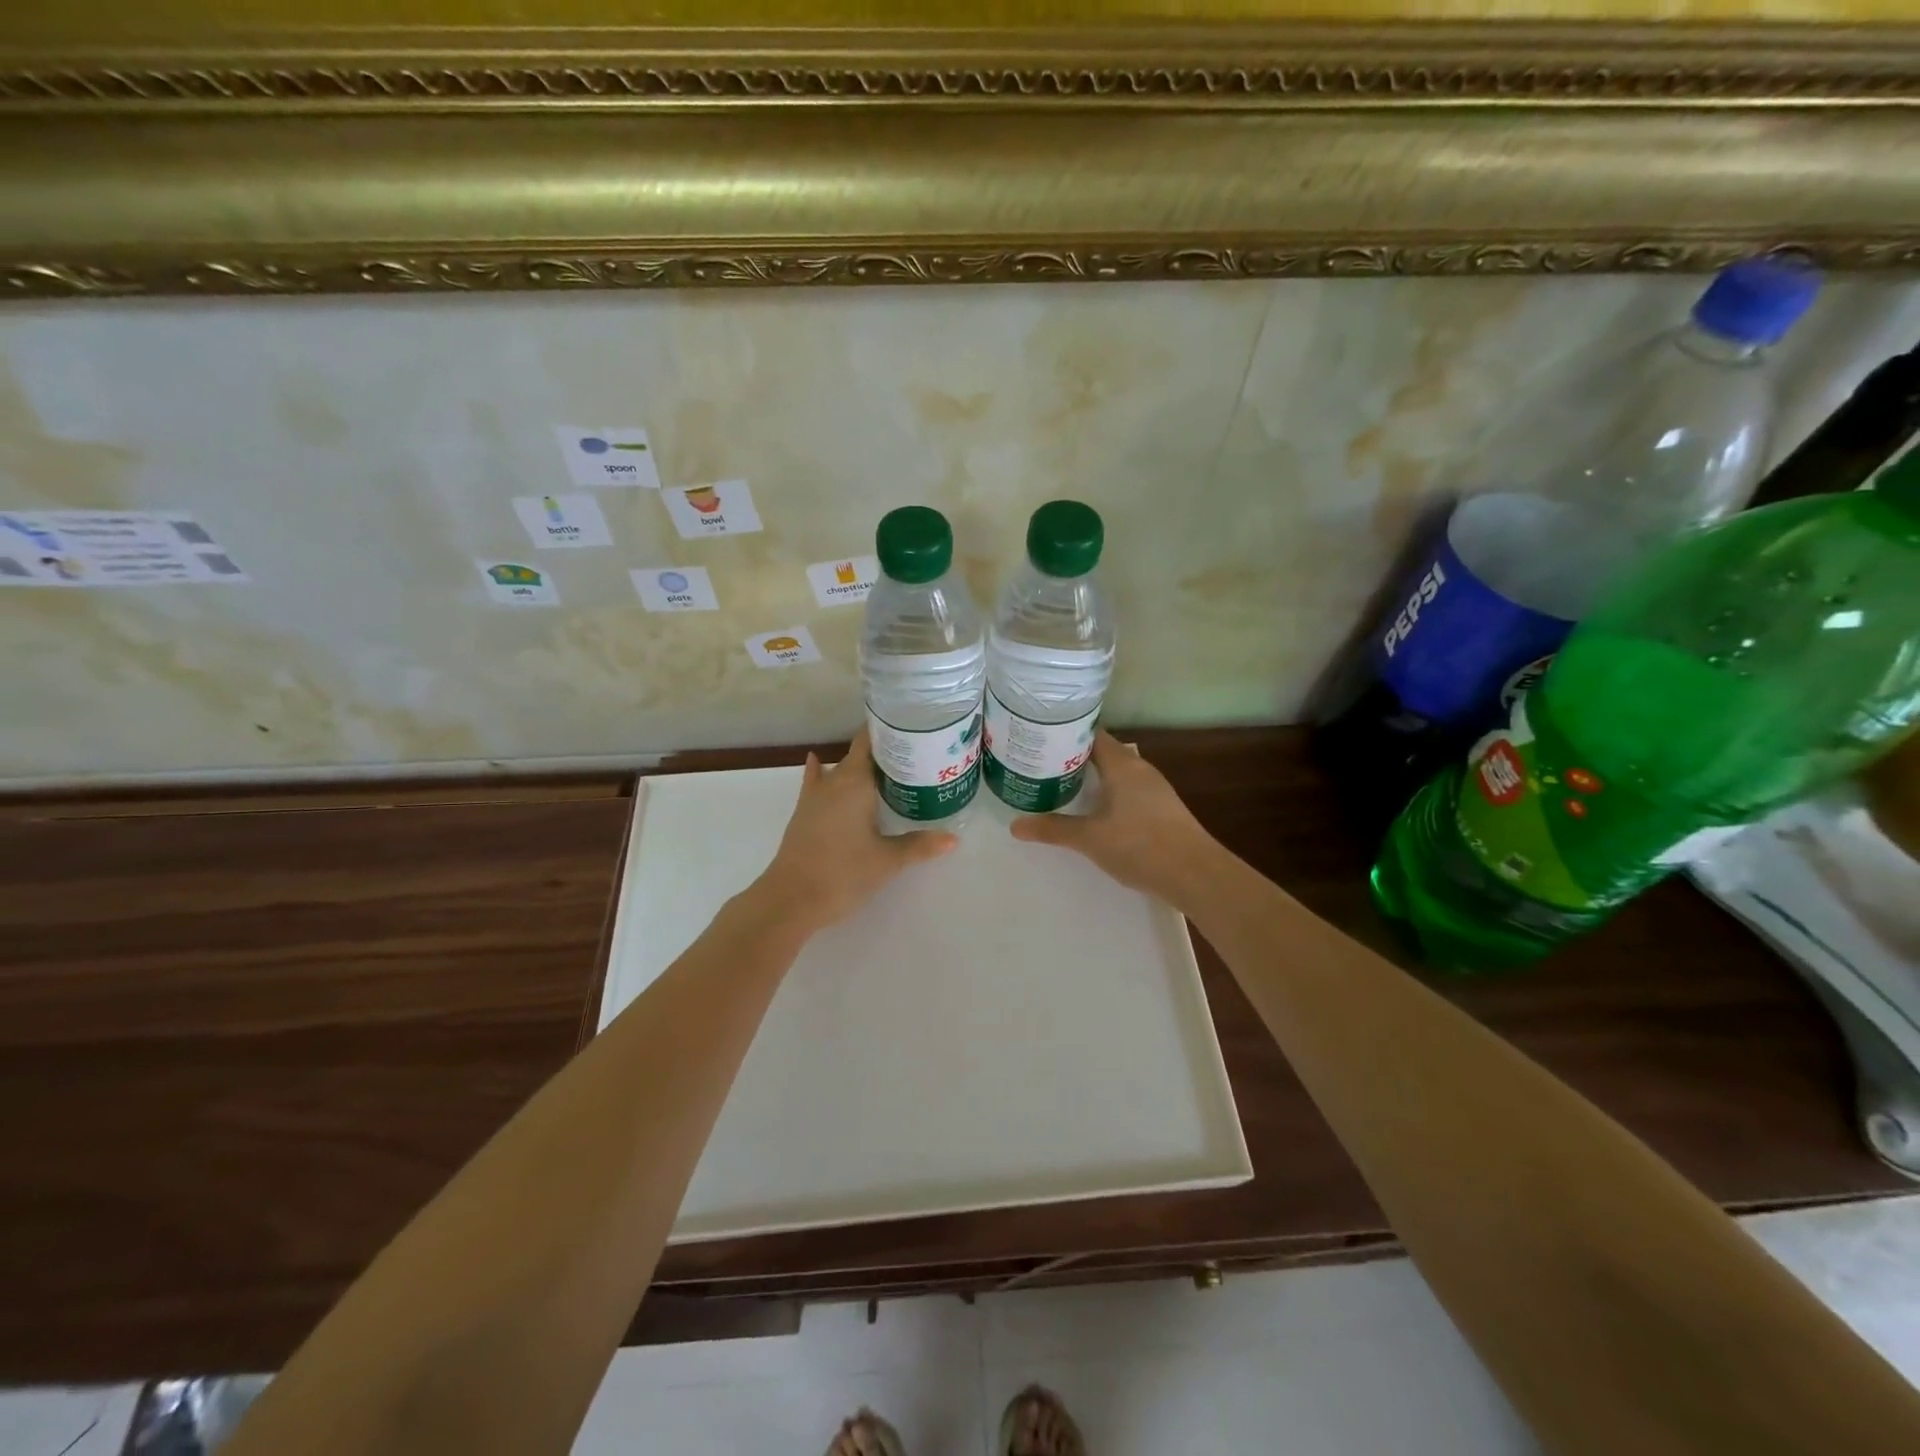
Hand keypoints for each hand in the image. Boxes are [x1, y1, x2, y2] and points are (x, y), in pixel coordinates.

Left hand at [750, 728, 957, 934]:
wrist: (790, 898)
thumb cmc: (843, 873)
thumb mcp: (887, 860)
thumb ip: (919, 845)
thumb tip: (953, 839)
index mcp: (856, 782)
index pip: (870, 741)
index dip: (889, 730)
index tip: (912, 726)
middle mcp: (834, 781)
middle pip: (859, 754)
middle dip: (883, 751)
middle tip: (914, 753)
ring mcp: (815, 796)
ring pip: (839, 769)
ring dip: (859, 765)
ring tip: (884, 765)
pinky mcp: (804, 813)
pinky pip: (817, 782)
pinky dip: (822, 771)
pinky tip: (817, 763)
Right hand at [1010, 731, 1218, 906]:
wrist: (1195, 874)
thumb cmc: (1140, 845)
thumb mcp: (1090, 838)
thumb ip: (1053, 829)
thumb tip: (1015, 825)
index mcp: (1122, 764)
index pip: (1091, 734)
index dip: (1066, 732)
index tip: (1040, 737)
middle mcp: (1139, 769)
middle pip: (1102, 752)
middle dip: (1073, 756)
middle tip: (1041, 762)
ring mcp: (1154, 788)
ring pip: (1116, 772)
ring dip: (1092, 776)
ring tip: (1060, 783)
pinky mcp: (1161, 808)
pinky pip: (1127, 789)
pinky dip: (1107, 792)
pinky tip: (1093, 809)